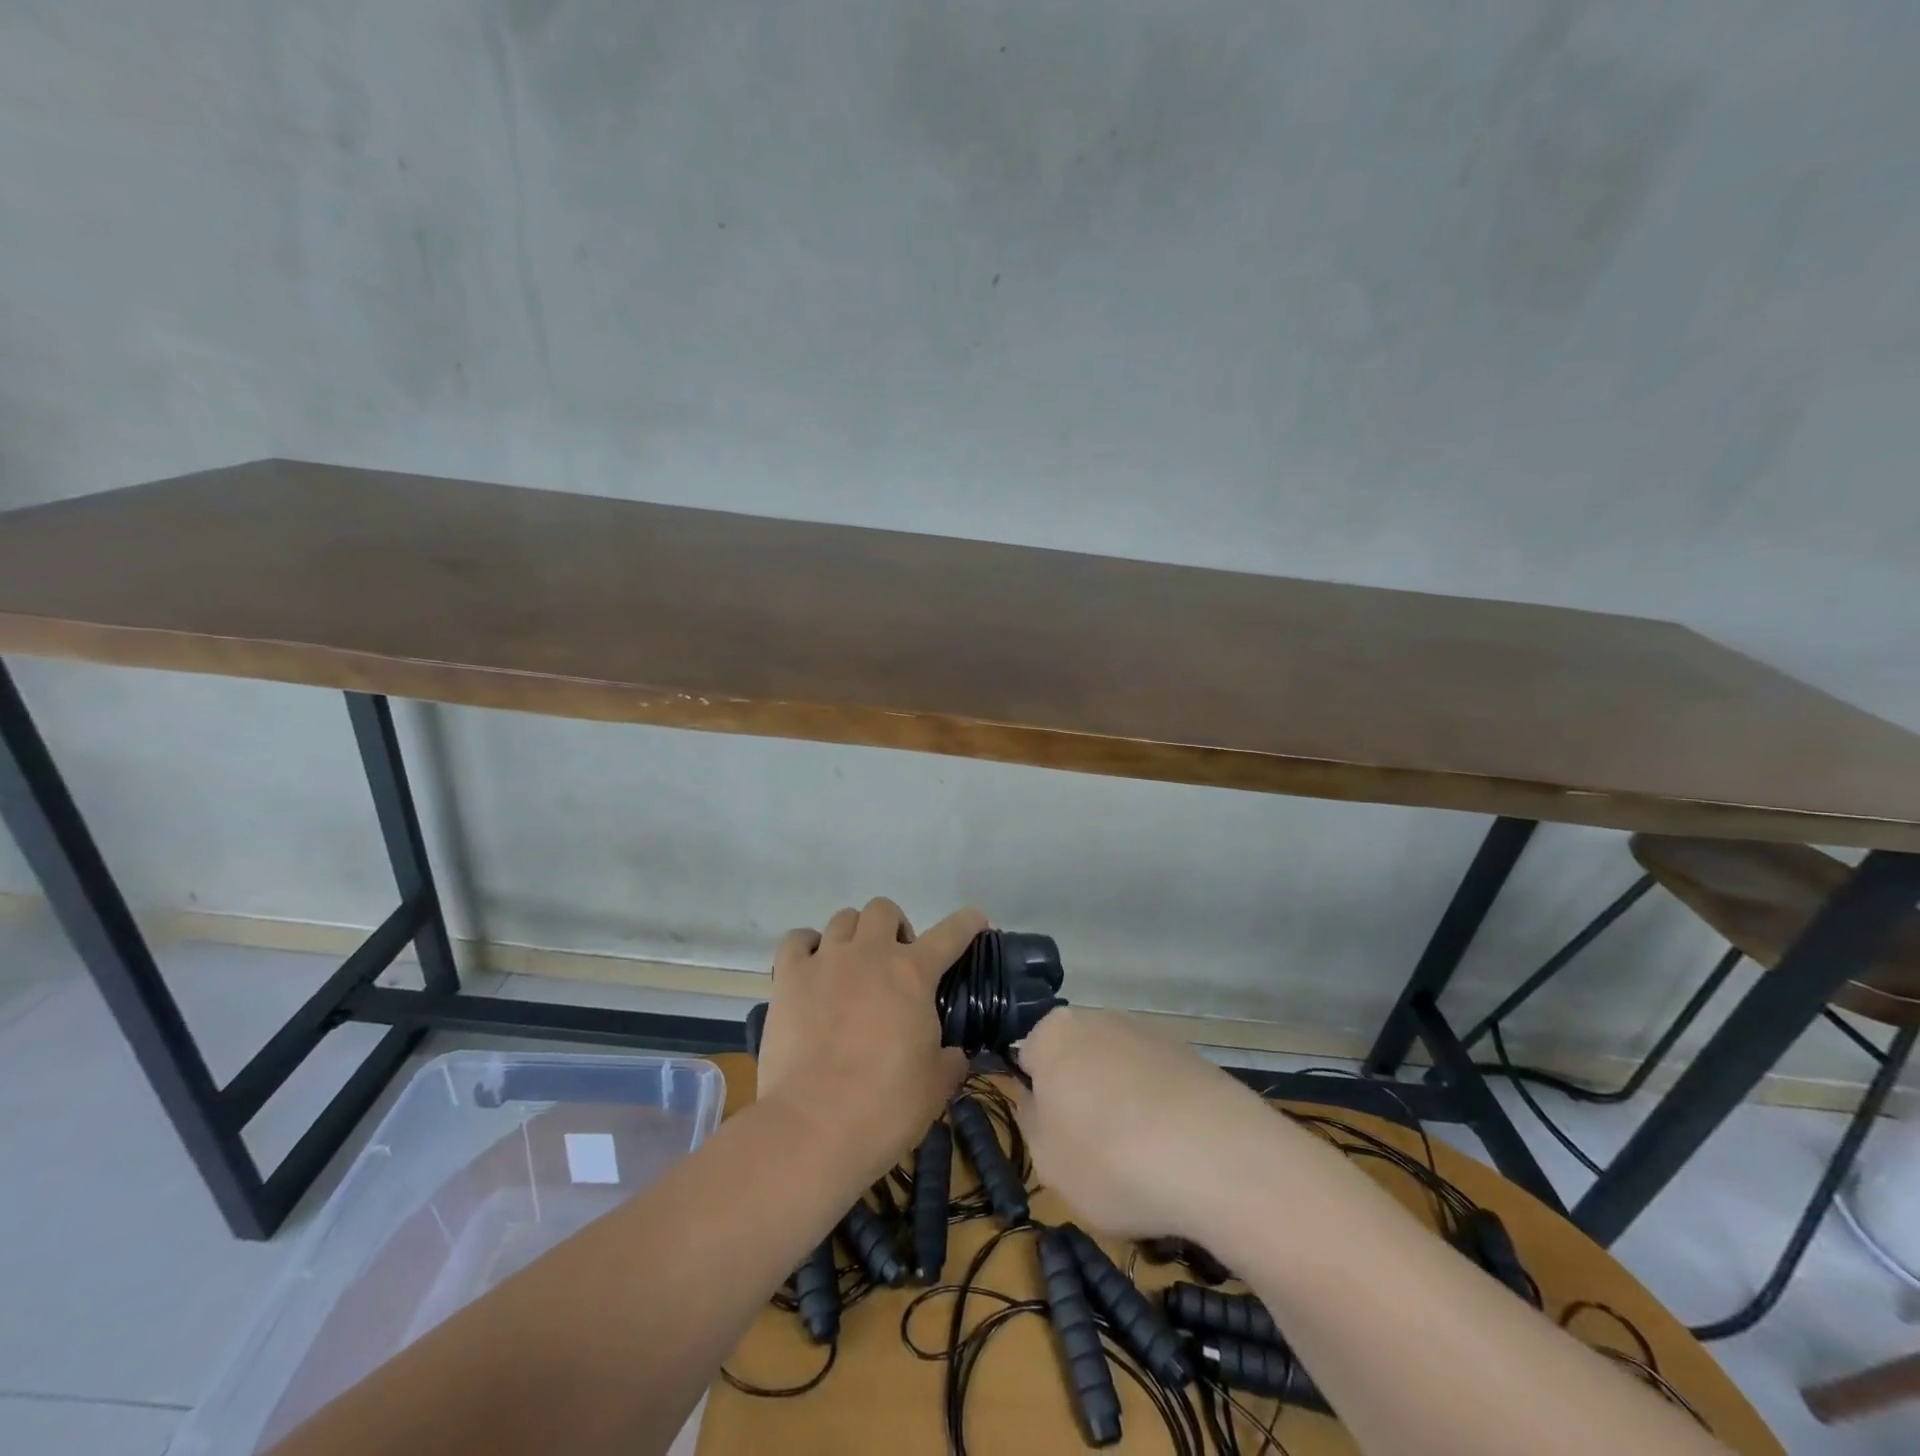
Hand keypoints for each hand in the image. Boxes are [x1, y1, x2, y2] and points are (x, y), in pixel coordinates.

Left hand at [756, 898, 982, 1182]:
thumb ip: (949, 1060)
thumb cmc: (885, 1108)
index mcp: (913, 974)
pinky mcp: (789, 977)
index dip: (967, 923)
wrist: (813, 1127)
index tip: (975, 922)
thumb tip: (952, 1054)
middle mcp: (870, 953)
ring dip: (854, 935)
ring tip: (852, 967)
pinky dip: (807, 946)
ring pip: (842, 918)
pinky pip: (797, 940)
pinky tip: (811, 968)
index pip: (951, 933)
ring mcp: (826, 960)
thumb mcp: (936, 1087)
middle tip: (895, 963)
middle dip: (894, 928)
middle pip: (884, 909)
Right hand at [1013, 1007, 1282, 1241]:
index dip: (1037, 1100)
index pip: (1028, 1056)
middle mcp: (1099, 1019)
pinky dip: (1160, 1115)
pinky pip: (1160, 1087)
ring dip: (1121, 1108)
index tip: (1052, 1138)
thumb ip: (1031, 1121)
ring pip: (1119, 1074)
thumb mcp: (1046, 1159)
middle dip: (1080, 1099)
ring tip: (1140, 1164)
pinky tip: (1175, 1156)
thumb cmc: (1111, 1158)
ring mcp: (1150, 1034)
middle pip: (1077, 1060)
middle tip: (1091, 1154)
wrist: (1221, 1158)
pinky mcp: (1192, 1057)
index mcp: (1054, 1033)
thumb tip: (1036, 1098)